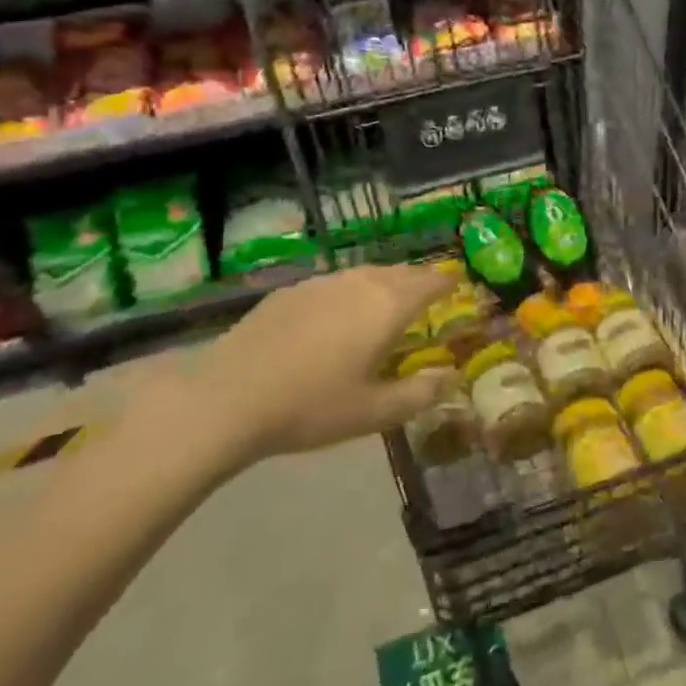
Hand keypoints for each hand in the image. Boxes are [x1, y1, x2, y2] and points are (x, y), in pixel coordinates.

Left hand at [117, 264, 452, 491]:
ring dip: (384, 282)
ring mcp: (321, 284)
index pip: (428, 283)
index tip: (457, 282)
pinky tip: (338, 312)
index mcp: (386, 307)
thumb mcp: (372, 413)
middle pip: (398, 273)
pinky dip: (350, 290)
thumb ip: (418, 394)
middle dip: (418, 278)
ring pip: (365, 274)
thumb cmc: (310, 407)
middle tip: (428, 289)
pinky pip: (334, 283)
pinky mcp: (290, 291)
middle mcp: (358, 284)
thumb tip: (452, 379)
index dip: (446, 282)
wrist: (228, 398)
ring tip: (388, 297)